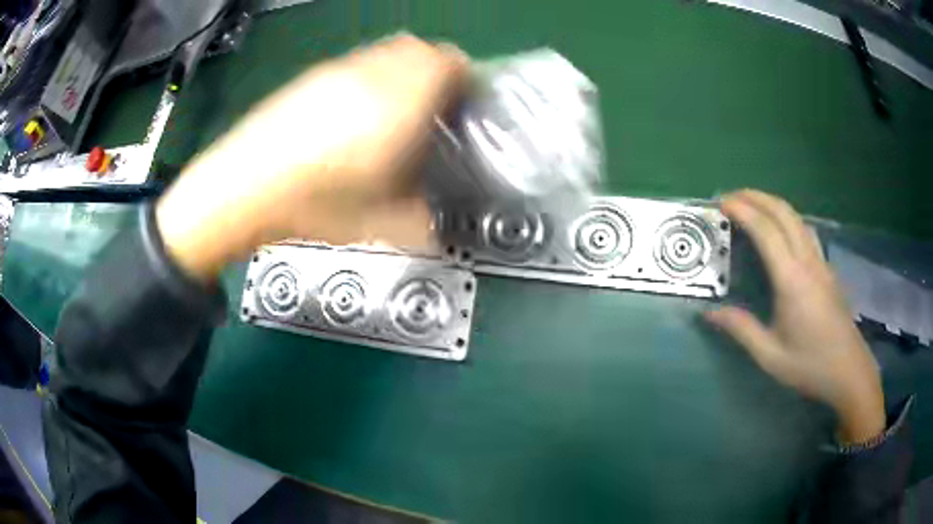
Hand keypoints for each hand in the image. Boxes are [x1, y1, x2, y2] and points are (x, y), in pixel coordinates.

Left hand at [155, 34, 466, 279]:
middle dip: (437, 69)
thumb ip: (423, 217)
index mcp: (400, 104)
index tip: (465, 100)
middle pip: (420, 48)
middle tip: (435, 103)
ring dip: (404, 69)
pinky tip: (356, 110)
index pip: (449, 64)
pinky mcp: (312, 77)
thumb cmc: (313, 205)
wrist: (241, 190)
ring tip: (397, 105)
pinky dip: (373, 74)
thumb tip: (436, 221)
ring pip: (388, 50)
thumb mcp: (380, 224)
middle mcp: (373, 75)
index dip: (465, 77)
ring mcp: (338, 71)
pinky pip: (358, 61)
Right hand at [704, 190, 884, 443]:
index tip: (721, 203)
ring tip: (751, 206)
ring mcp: (821, 262)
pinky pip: (805, 230)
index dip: (743, 211)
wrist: (849, 371)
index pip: (766, 231)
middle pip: (783, 212)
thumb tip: (709, 313)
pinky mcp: (827, 269)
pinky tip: (779, 231)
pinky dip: (786, 218)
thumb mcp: (770, 356)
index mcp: (792, 279)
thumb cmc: (810, 365)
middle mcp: (808, 261)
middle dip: (755, 197)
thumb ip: (742, 329)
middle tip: (730, 197)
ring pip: (797, 217)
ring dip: (772, 204)